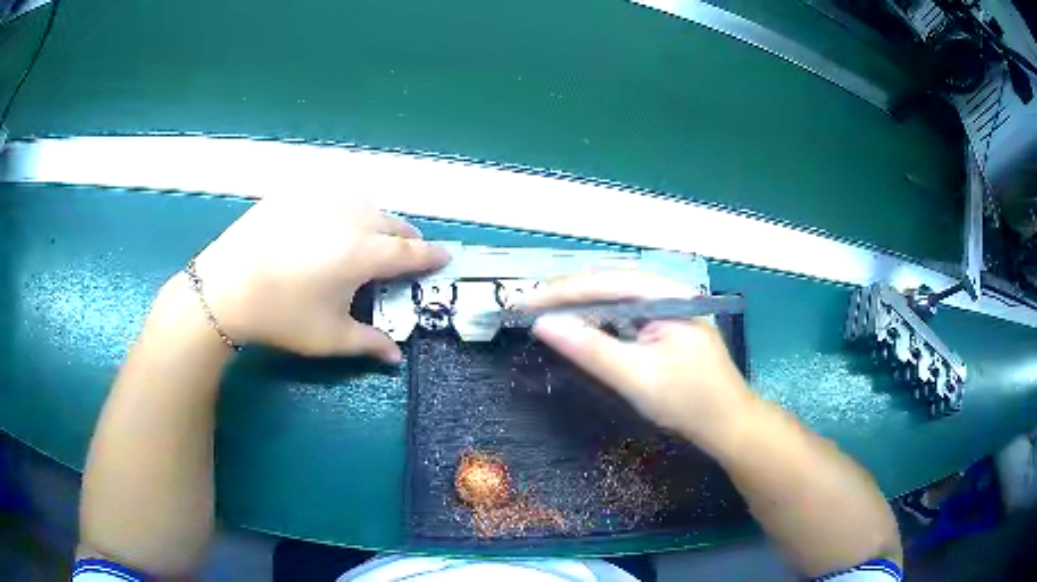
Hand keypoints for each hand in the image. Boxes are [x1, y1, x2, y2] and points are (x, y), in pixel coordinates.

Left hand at [189, 196, 449, 360]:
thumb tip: (396, 357)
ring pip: (366, 204)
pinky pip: (335, 195)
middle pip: (393, 222)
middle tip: (404, 256)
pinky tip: (330, 225)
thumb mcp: (329, 337)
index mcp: (363, 252)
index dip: (432, 255)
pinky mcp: (298, 191)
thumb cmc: (281, 316)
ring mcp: (323, 197)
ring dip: (377, 222)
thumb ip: (369, 343)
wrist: (225, 287)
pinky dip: (346, 209)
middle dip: (405, 239)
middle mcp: (351, 215)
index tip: (446, 256)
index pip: (411, 251)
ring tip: (367, 240)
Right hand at [526, 271, 751, 446]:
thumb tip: (544, 324)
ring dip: (582, 307)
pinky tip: (582, 328)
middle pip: (611, 286)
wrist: (729, 425)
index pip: (607, 282)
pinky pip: (626, 317)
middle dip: (569, 296)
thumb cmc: (688, 401)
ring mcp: (670, 310)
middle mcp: (669, 294)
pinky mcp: (667, 328)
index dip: (562, 291)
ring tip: (546, 314)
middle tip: (529, 308)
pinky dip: (600, 322)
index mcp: (667, 295)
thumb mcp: (636, 376)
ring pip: (617, 301)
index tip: (525, 303)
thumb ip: (590, 348)